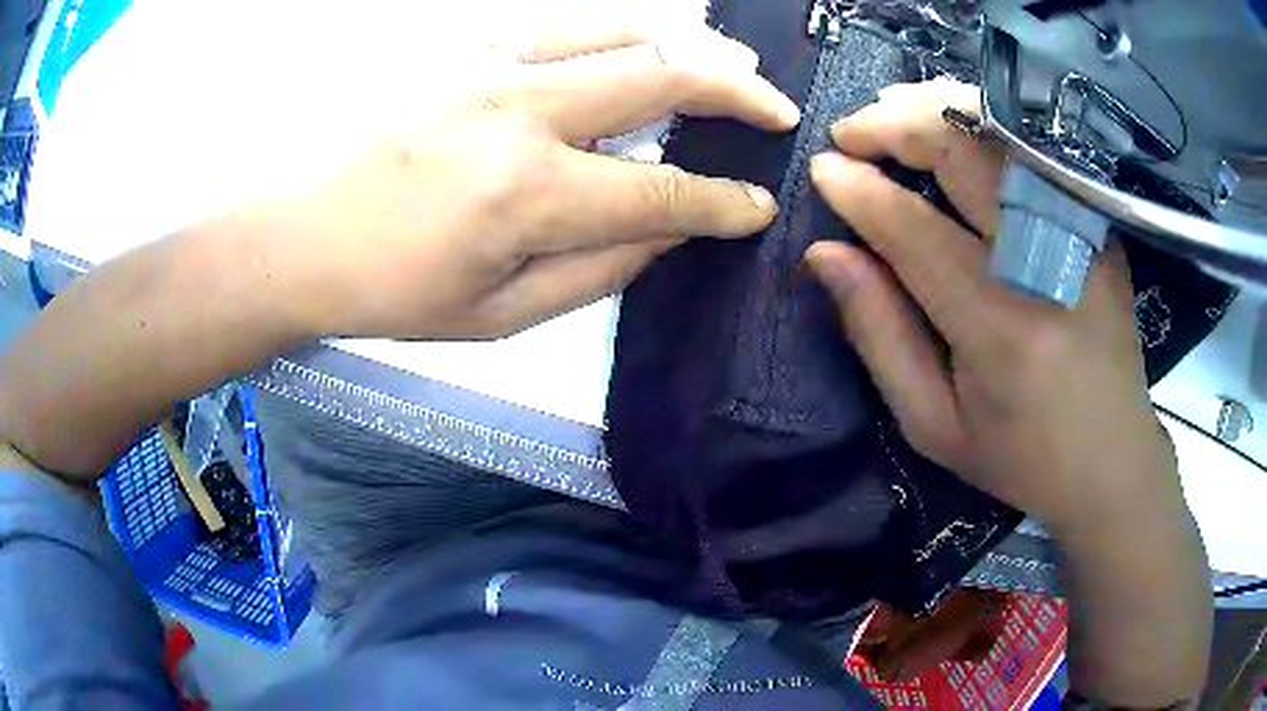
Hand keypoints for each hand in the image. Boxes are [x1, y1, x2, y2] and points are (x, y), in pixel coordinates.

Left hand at [270, 24, 799, 339]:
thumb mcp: (499, 314)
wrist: (297, 235)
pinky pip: (567, 22)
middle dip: (741, 93)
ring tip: (731, 64)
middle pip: (665, 77)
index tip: (759, 206)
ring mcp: (490, 64)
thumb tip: (668, 232)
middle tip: (778, 109)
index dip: (725, 202)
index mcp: (529, 197)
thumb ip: (599, 270)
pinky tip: (647, 42)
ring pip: (623, 29)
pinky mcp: (464, 45)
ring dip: (693, 45)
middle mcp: (521, 112)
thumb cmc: (390, 289)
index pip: (665, 190)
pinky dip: (625, 29)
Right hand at [804, 78, 1179, 531]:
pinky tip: (953, 130)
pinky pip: (1032, 152)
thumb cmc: (1020, 456)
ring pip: (999, 136)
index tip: (820, 168)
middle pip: (963, 153)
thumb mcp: (933, 424)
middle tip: (851, 132)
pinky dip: (984, 127)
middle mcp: (1045, 264)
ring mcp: (1081, 237)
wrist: (1114, 462)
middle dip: (894, 125)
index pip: (914, 228)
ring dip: (936, 111)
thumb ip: (879, 334)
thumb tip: (827, 253)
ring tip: (891, 113)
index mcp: (999, 327)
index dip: (859, 190)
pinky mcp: (1098, 228)